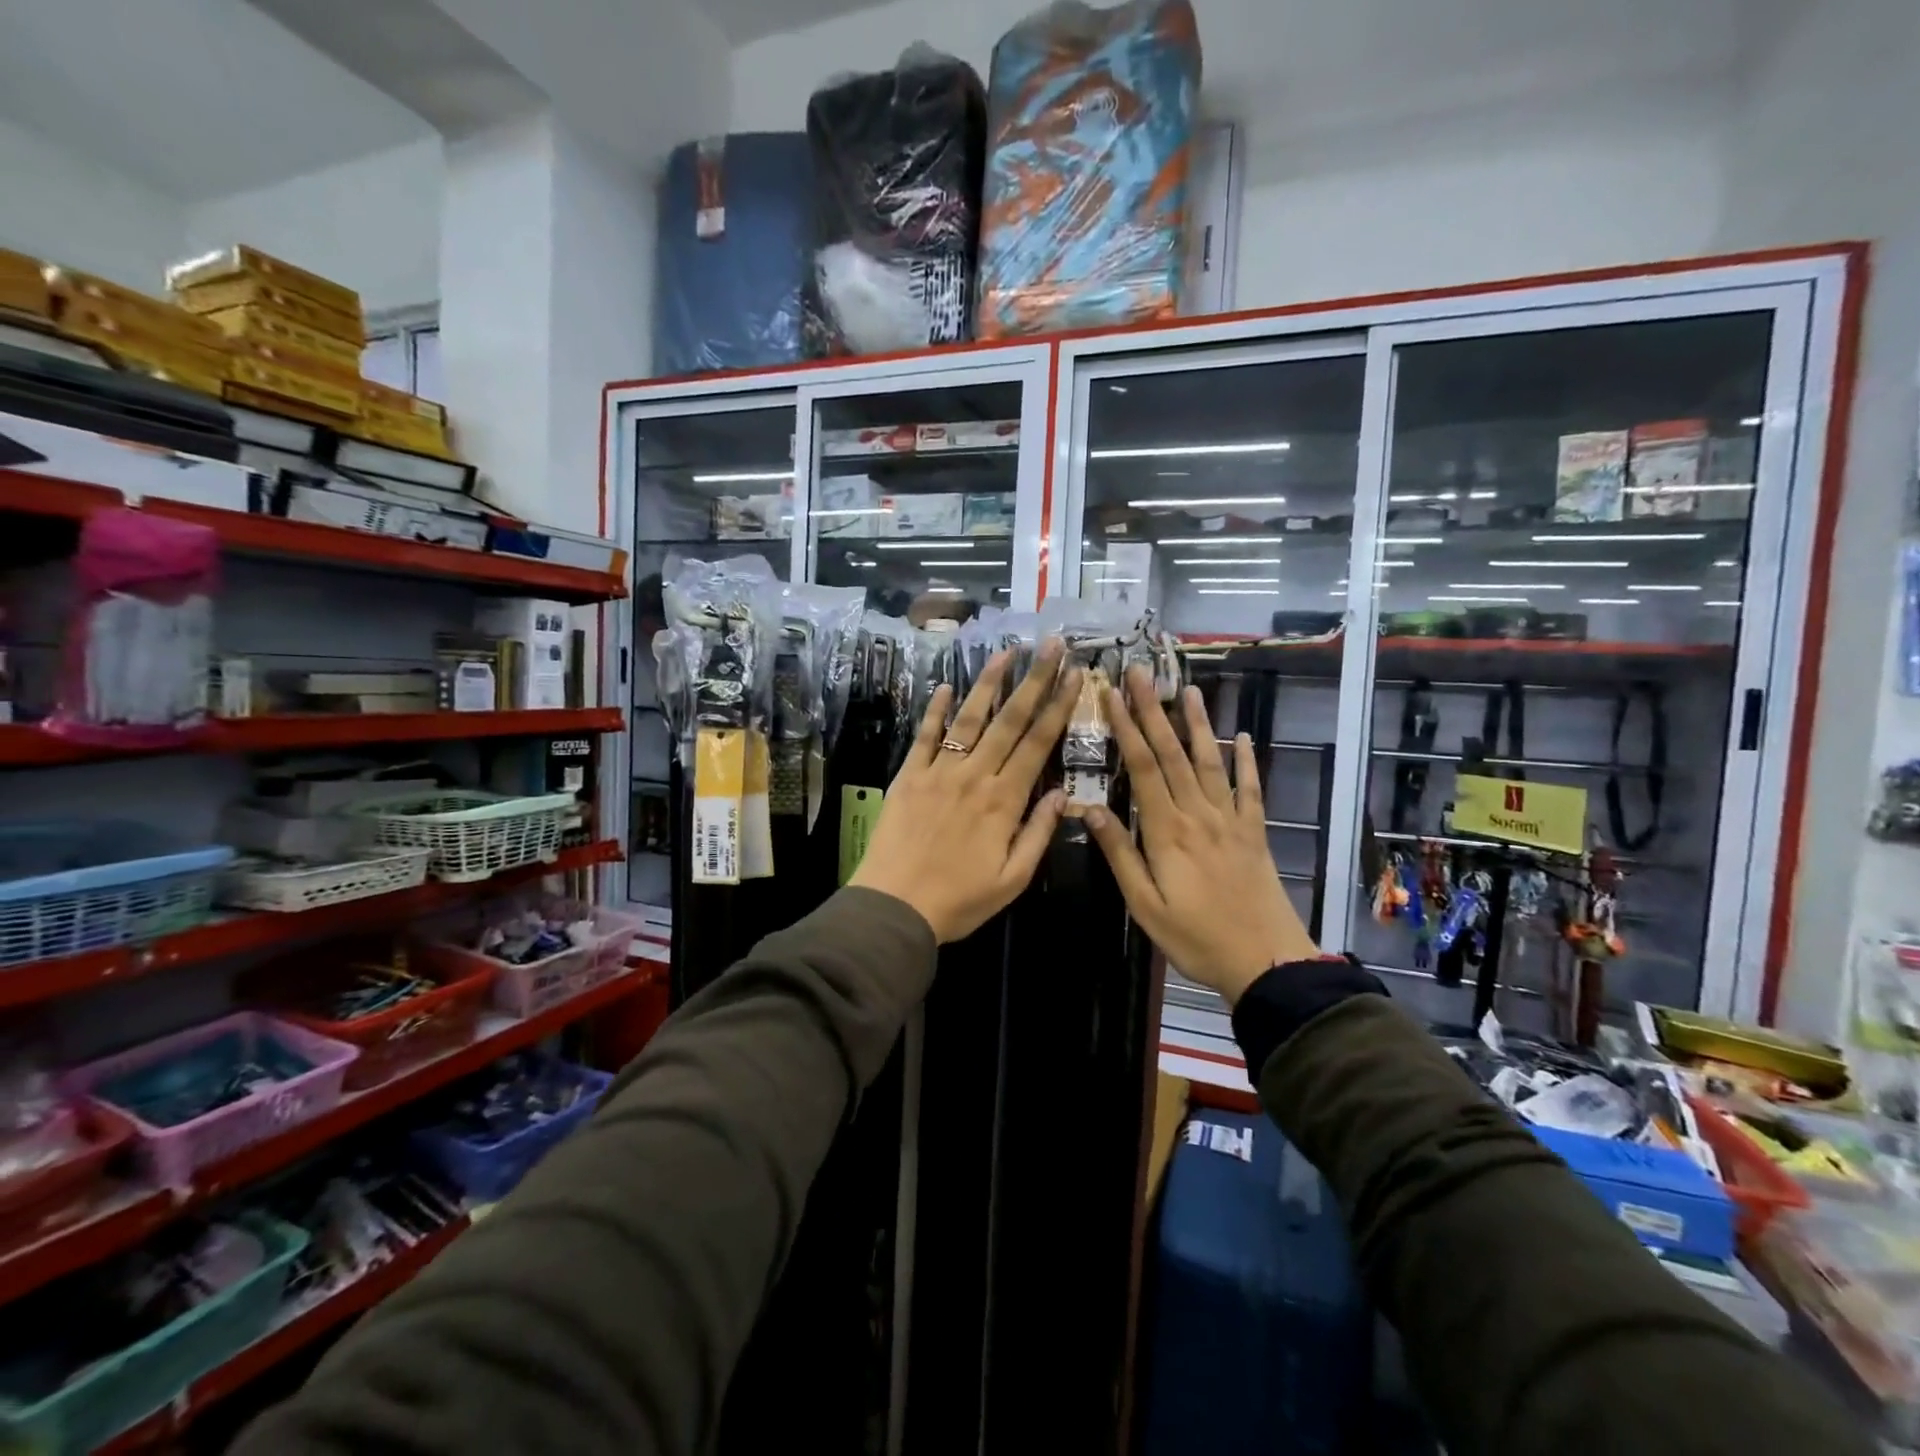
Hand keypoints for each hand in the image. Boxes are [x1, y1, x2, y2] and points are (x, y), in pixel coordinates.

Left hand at [851, 640, 1080, 942]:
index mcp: (1004, 800)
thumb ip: (1038, 833)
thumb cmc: (959, 900)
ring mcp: (939, 771)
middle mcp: (975, 775)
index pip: (1038, 744)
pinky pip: (926, 735)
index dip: (1059, 707)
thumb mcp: (1012, 879)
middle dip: (1034, 680)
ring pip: (969, 718)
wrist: (894, 906)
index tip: (1074, 675)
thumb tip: (1063, 795)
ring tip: (1006, 651)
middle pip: (1010, 720)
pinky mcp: (909, 775)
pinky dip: (936, 709)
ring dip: (989, 682)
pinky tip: (946, 685)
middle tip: (1051, 645)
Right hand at [1083, 667, 1320, 1003]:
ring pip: (1209, 762)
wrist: (1266, 961)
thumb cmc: (1195, 937)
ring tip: (1189, 690)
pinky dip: (1245, 761)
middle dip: (1153, 711)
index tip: (1111, 695)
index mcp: (1167, 831)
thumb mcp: (1144, 905)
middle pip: (1172, 754)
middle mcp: (1198, 814)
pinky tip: (1241, 738)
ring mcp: (1230, 820)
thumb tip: (1089, 809)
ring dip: (1197, 724)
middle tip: (1141, 673)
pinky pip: (1249, 789)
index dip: (1126, 728)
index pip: (1142, 767)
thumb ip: (1120, 854)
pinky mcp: (1254, 832)